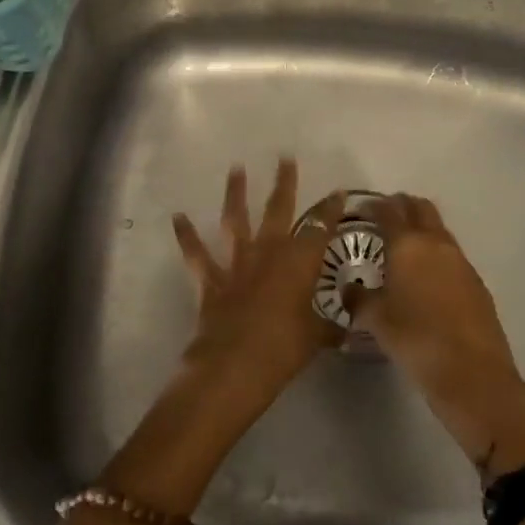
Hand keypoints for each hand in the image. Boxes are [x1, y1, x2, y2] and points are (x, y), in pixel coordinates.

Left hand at [171, 160, 345, 428]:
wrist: (233, 366)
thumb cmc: (283, 349)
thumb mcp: (316, 337)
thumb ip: (330, 325)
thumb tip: (347, 326)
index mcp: (299, 262)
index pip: (320, 227)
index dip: (330, 210)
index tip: (339, 192)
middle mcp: (268, 252)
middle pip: (278, 210)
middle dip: (284, 183)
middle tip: (285, 158)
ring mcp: (237, 263)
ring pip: (236, 220)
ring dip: (235, 193)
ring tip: (235, 168)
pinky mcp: (211, 280)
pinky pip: (196, 254)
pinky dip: (186, 235)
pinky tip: (178, 217)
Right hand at [349, 194, 524, 479]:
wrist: (473, 374)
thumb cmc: (416, 340)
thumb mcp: (376, 321)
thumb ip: (359, 299)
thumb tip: (350, 289)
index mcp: (407, 244)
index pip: (388, 210)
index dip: (373, 205)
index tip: (361, 209)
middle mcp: (435, 243)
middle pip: (420, 208)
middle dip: (402, 206)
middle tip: (384, 217)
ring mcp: (461, 261)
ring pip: (439, 230)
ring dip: (421, 229)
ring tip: (403, 248)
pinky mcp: (476, 282)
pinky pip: (451, 256)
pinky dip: (436, 254)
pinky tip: (426, 278)